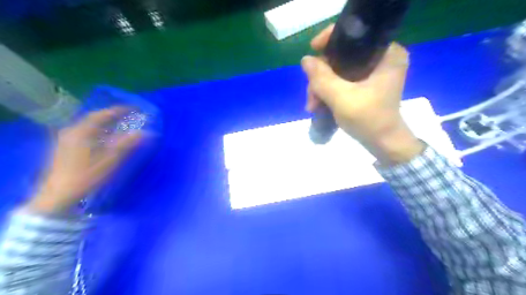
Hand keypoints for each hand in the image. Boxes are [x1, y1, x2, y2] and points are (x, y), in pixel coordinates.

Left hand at [24, 107, 142, 213]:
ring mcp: (66, 138)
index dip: (121, 110)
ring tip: (120, 124)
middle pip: (95, 117)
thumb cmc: (86, 176)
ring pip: (89, 124)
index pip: (104, 114)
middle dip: (113, 114)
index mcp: (82, 131)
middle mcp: (72, 130)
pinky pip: (85, 131)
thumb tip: (146, 132)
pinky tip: (105, 136)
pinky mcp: (65, 146)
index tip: (136, 109)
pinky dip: (99, 129)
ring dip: (106, 122)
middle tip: (129, 115)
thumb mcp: (110, 160)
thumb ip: (127, 144)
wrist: (58, 194)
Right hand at [300, 24, 421, 164]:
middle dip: (321, 76)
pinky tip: (318, 104)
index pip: (355, 35)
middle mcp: (382, 58)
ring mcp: (374, 72)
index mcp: (386, 54)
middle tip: (311, 97)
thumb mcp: (342, 98)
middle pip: (342, 56)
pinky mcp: (366, 84)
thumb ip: (322, 78)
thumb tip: (305, 60)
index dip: (330, 40)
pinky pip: (342, 80)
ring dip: (322, 87)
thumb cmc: (369, 120)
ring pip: (339, 70)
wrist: (383, 143)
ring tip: (312, 106)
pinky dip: (329, 90)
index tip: (312, 50)